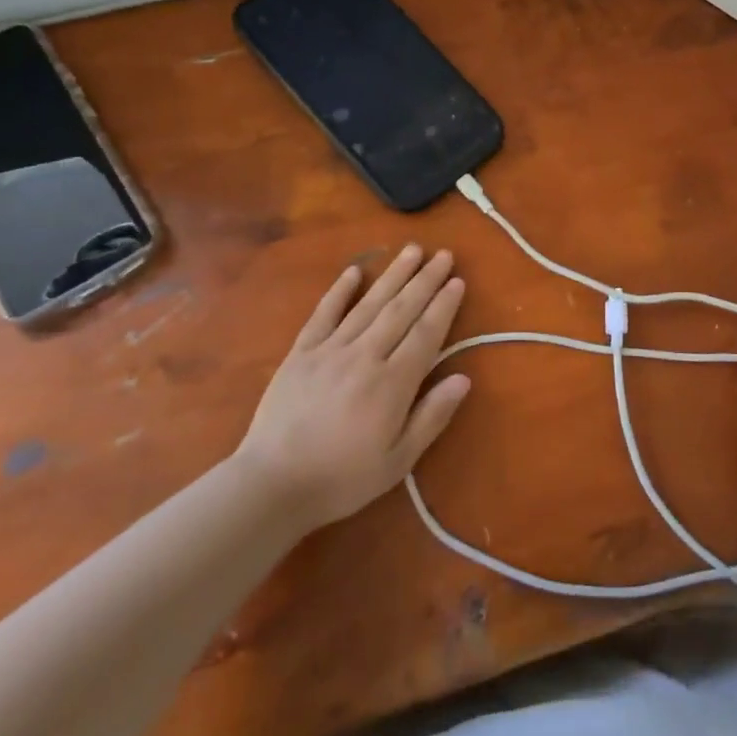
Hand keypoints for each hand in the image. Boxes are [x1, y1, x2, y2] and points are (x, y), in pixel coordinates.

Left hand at [235, 245, 471, 530]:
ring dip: (393, 274)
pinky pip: (324, 314)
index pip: (426, 334)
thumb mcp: (398, 461)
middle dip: (425, 280)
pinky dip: (339, 290)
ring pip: (369, 304)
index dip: (443, 306)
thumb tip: (464, 378)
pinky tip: (354, 270)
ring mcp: (330, 350)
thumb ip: (431, 416)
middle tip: (444, 254)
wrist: (272, 485)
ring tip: (412, 250)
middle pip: (401, 310)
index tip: (457, 281)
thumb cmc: (342, 478)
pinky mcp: (301, 353)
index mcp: (392, 384)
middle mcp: (364, 356)